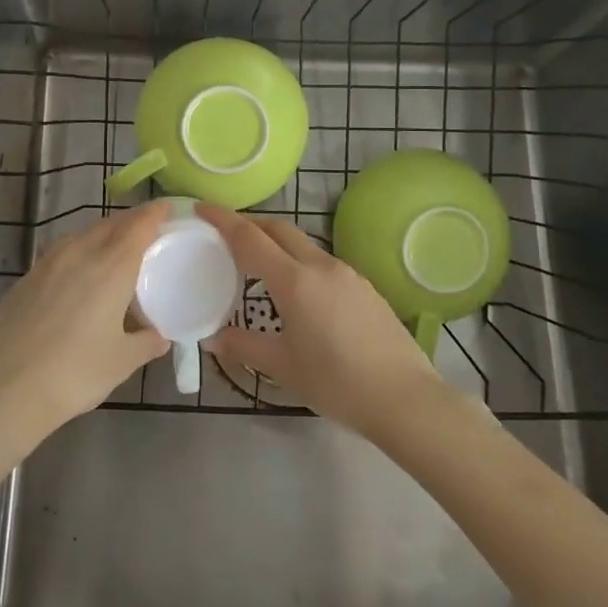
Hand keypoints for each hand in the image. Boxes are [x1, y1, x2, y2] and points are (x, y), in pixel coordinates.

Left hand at [0, 202, 169, 443]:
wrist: (5, 388)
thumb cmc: (75, 373)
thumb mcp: (121, 362)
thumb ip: (146, 343)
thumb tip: (160, 338)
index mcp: (112, 266)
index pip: (139, 225)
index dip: (155, 213)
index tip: (167, 209)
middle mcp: (80, 253)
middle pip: (109, 225)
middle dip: (129, 224)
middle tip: (145, 235)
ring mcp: (46, 264)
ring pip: (80, 237)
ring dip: (99, 238)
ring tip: (109, 256)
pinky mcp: (23, 280)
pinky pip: (57, 256)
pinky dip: (74, 257)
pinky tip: (73, 281)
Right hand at [198, 204, 448, 437]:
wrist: (406, 399)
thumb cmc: (337, 383)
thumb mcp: (283, 367)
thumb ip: (244, 346)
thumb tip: (211, 338)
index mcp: (295, 281)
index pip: (250, 238)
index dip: (223, 219)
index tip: (202, 207)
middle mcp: (321, 266)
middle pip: (279, 229)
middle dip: (250, 224)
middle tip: (224, 233)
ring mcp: (347, 273)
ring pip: (303, 244)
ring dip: (276, 242)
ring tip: (256, 262)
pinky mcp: (365, 286)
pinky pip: (322, 262)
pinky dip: (299, 261)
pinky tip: (296, 289)